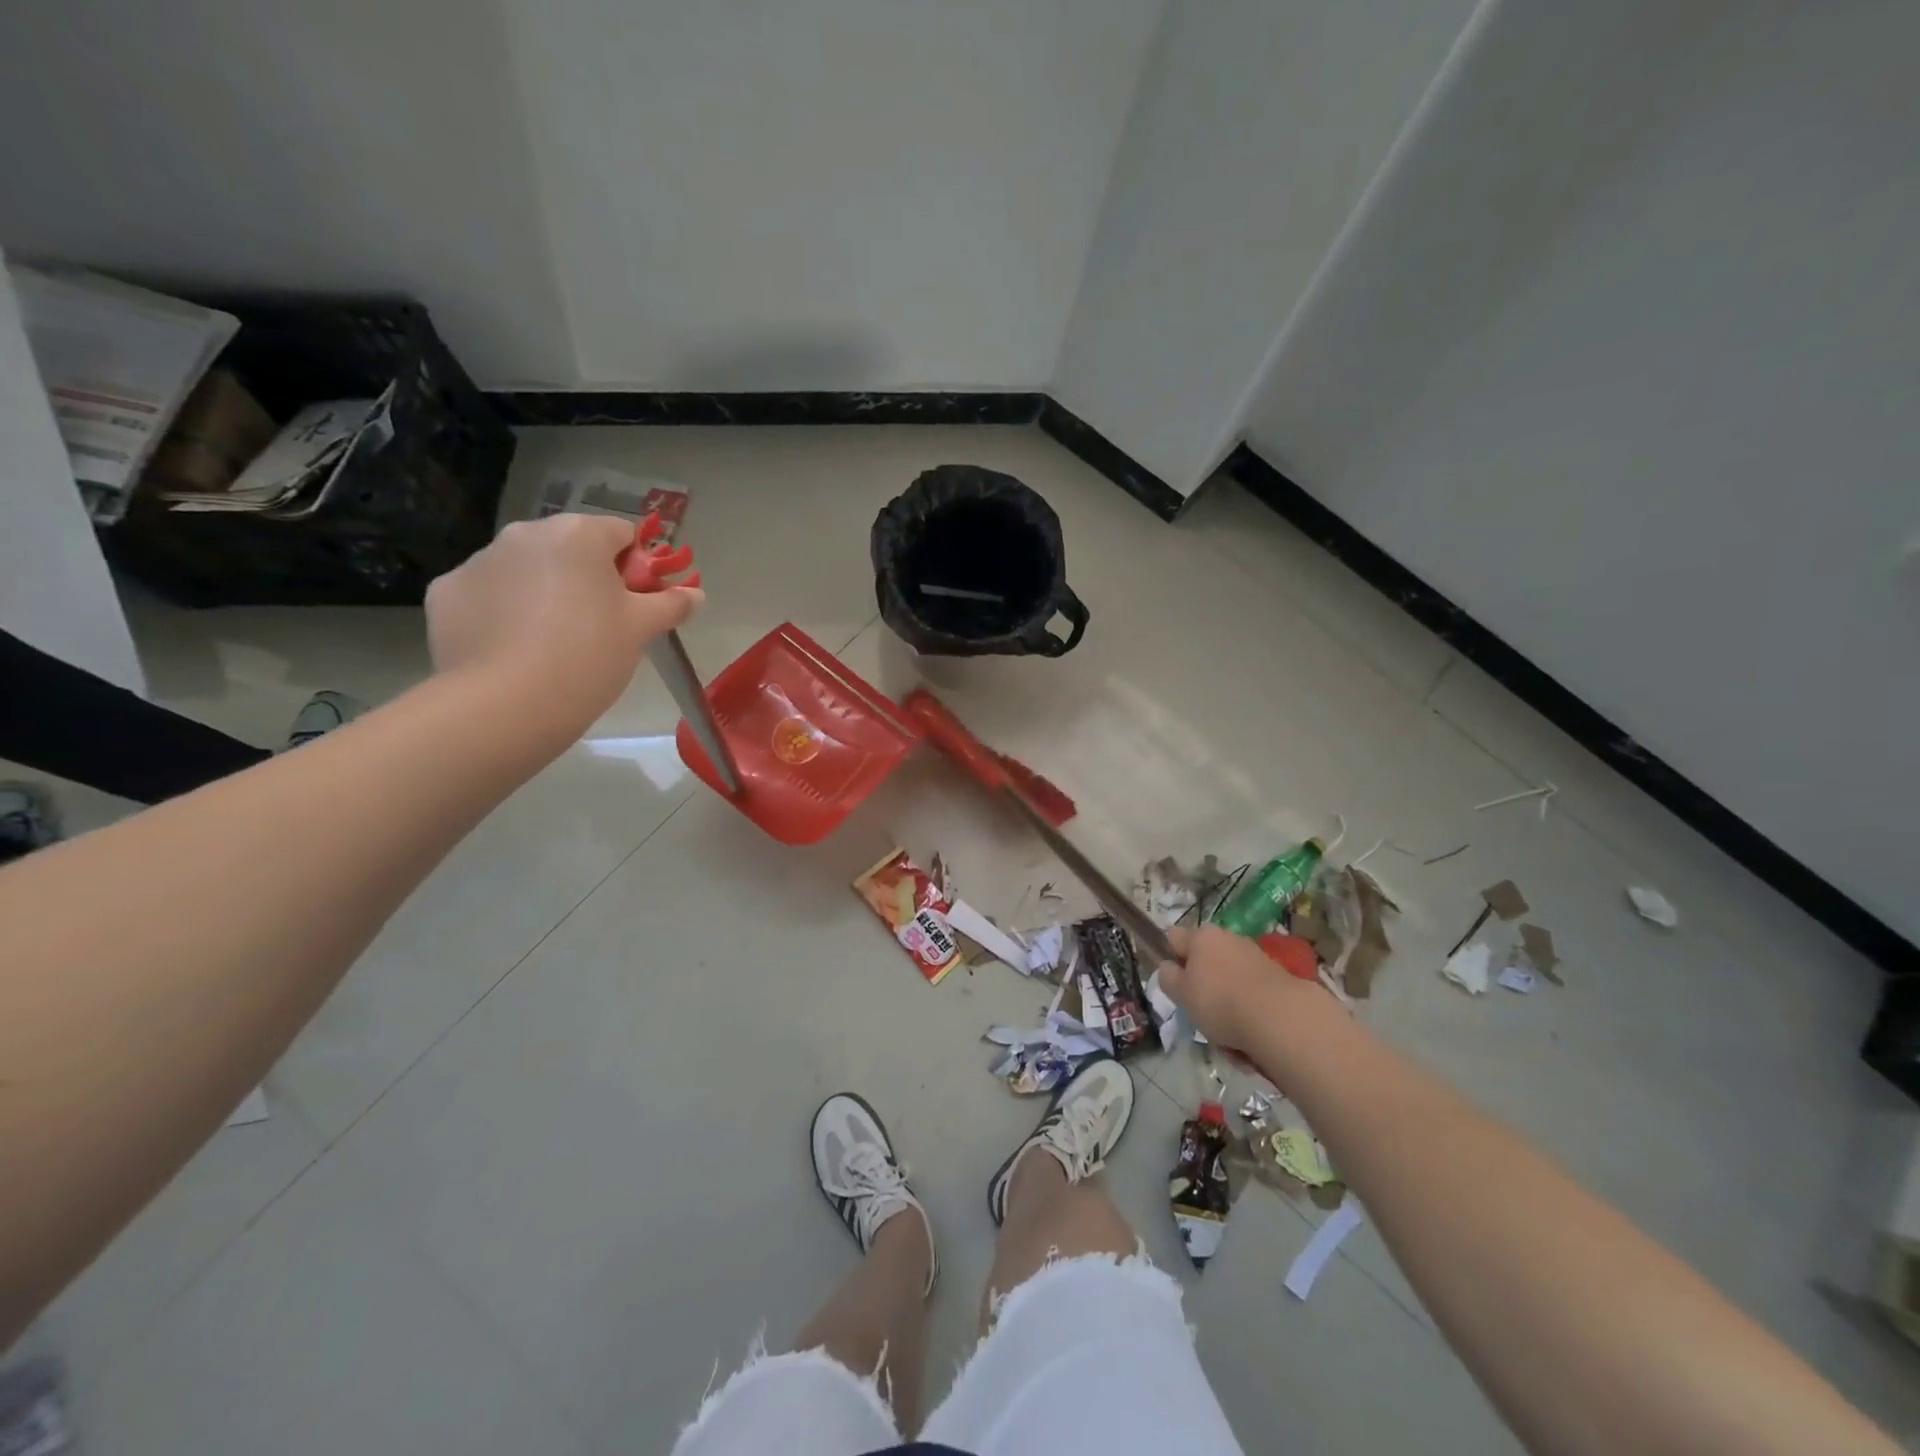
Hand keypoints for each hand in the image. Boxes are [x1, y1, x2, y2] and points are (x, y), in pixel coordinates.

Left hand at [425, 514, 702, 727]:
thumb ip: (671, 605)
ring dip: (542, 592)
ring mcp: (479, 561)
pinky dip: (501, 613)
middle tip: (598, 625)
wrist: (508, 703)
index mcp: (578, 535)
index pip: (620, 534)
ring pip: (525, 569)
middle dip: (585, 577)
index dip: (635, 568)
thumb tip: (696, 595)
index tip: (636, 603)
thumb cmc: (589, 655)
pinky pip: (486, 594)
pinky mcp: (445, 592)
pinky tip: (513, 649)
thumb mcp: (641, 630)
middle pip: (569, 548)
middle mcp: (525, 534)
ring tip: (552, 643)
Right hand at [1158, 924, 1299, 1049]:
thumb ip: (1168, 978)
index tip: (1175, 983)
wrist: (1281, 1018)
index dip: (1172, 958)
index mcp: (1201, 937)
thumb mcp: (1181, 994)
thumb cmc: (1219, 1002)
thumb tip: (1169, 968)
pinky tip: (1250, 1039)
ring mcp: (1256, 957)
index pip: (1175, 938)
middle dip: (1203, 984)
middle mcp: (1228, 939)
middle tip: (1200, 1012)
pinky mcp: (1279, 978)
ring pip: (1230, 981)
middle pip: (1206, 960)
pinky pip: (1253, 996)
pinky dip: (1249, 1013)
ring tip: (1228, 1036)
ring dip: (1227, 1002)